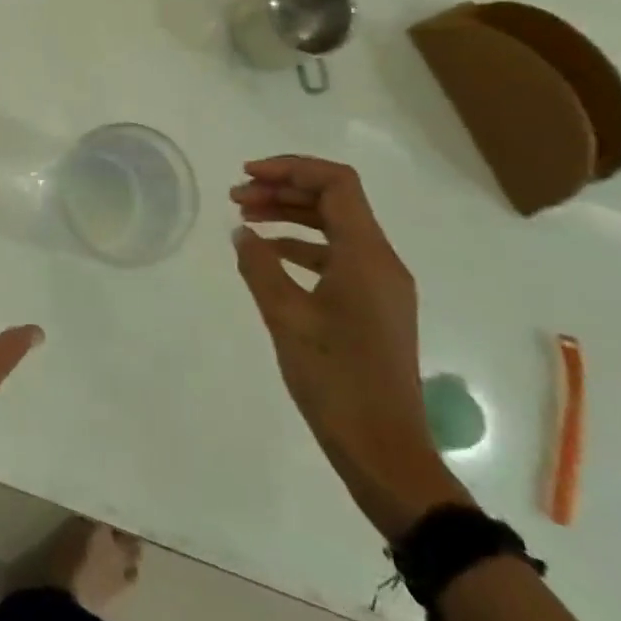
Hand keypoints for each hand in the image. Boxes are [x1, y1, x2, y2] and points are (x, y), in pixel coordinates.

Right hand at [231, 156, 470, 539]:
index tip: (247, 175)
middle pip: (335, 201)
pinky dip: (302, 246)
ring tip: (245, 220)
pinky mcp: (374, 307)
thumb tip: (242, 233)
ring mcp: (381, 286)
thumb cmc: (335, 380)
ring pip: (335, 228)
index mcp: (367, 256)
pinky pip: (337, 257)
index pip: (336, 184)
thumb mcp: (286, 318)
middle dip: (284, 190)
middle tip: (236, 198)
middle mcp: (381, 262)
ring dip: (291, 216)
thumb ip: (259, 267)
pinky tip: (269, 257)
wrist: (384, 452)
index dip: (291, 168)